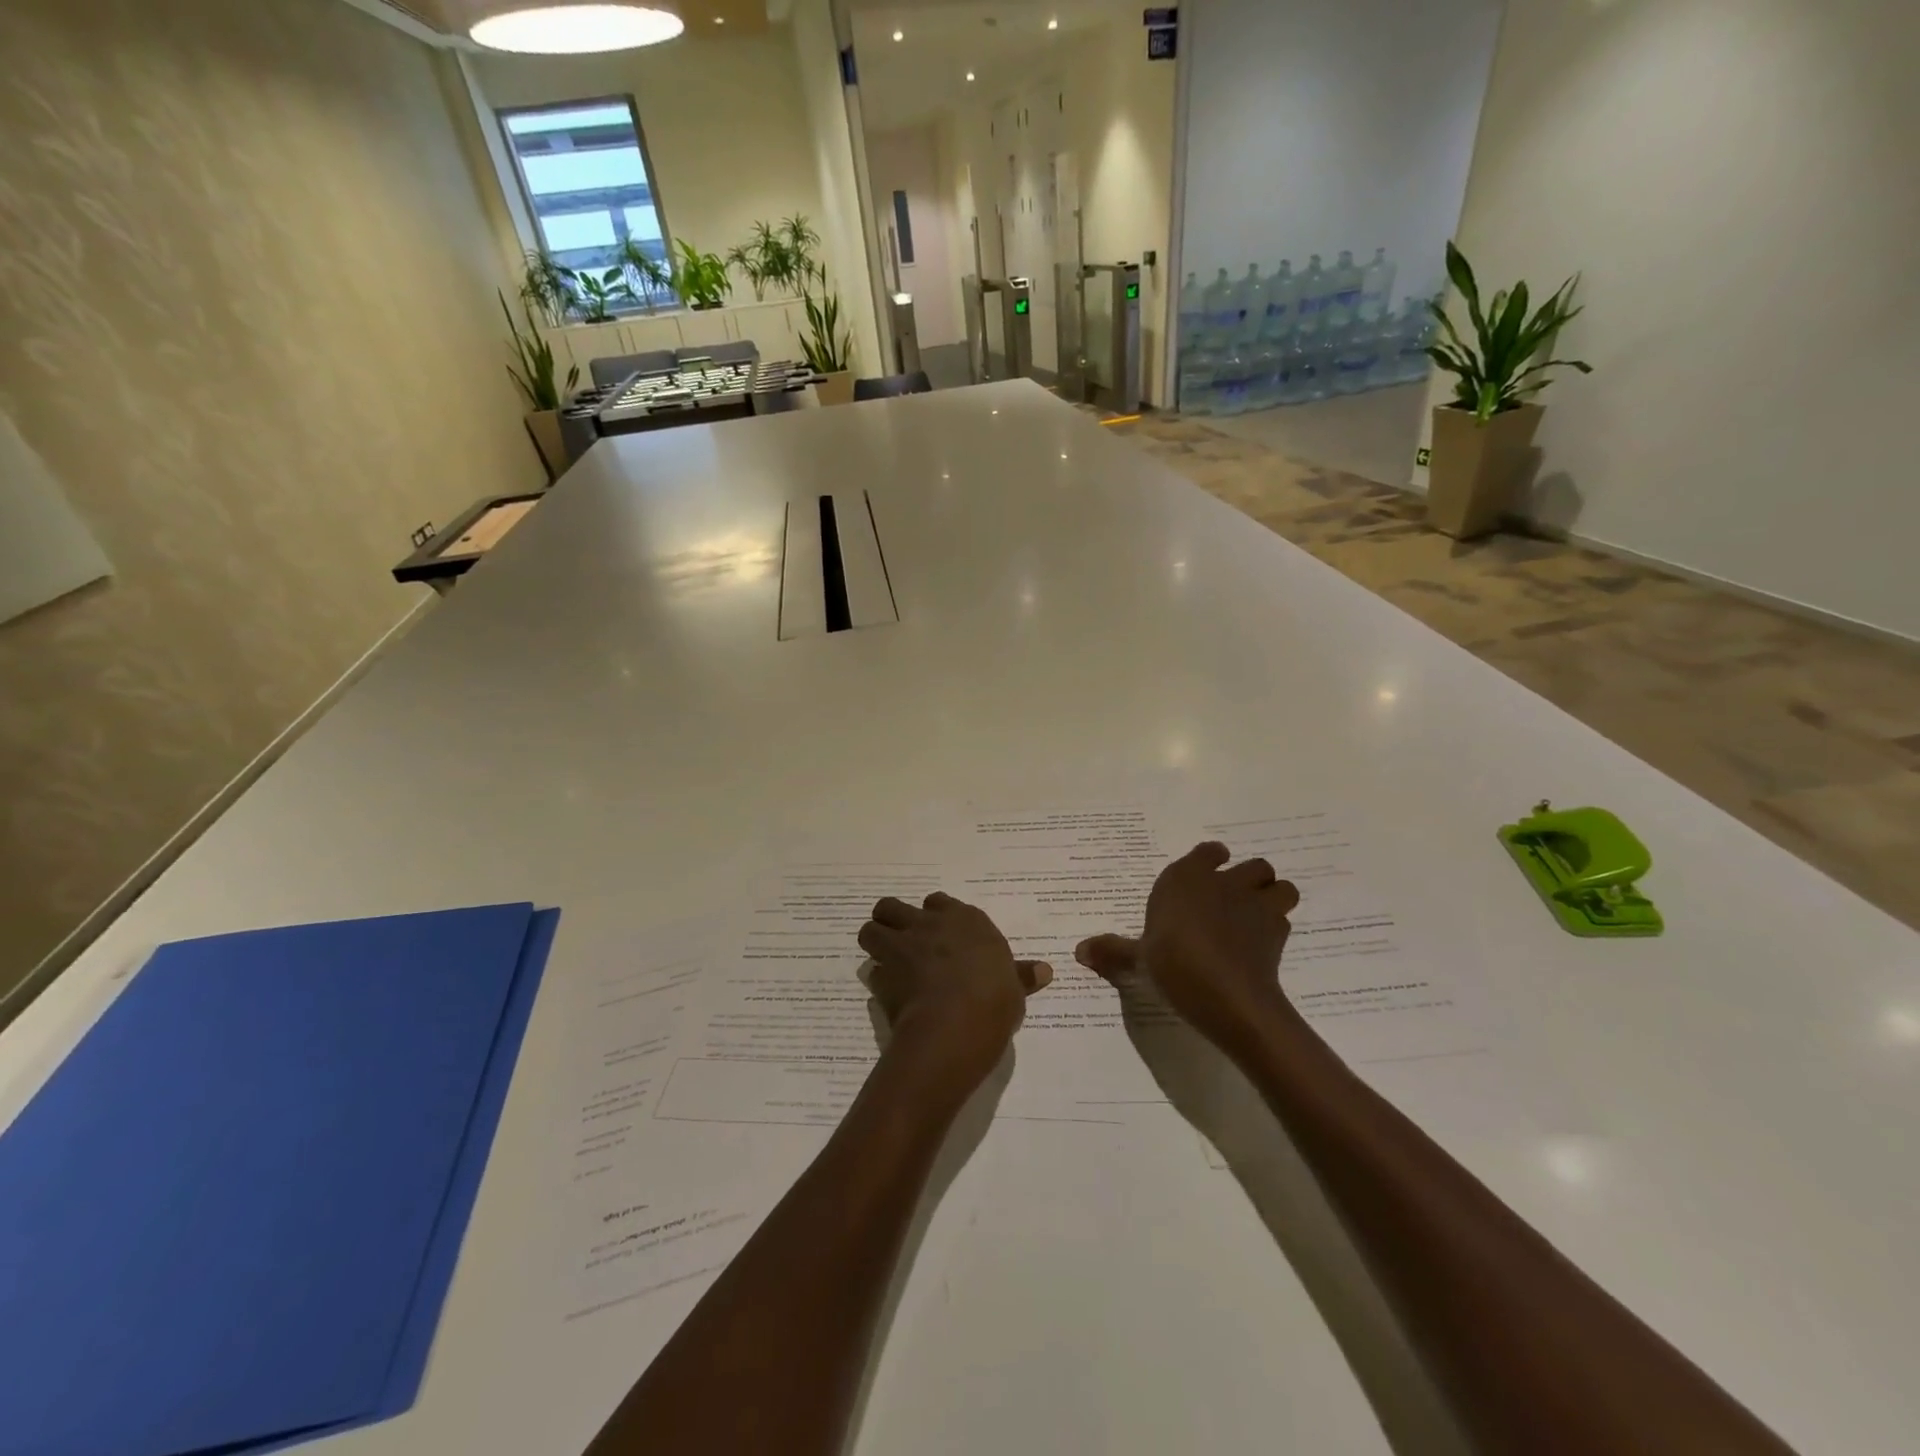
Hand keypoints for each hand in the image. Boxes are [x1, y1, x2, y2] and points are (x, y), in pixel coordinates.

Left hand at [857, 892, 1052, 1094]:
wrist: (956, 1024)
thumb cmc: (994, 999)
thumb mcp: (1014, 987)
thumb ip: (1021, 975)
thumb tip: (1045, 971)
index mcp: (963, 920)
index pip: (938, 901)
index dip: (934, 916)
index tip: (938, 932)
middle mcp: (927, 925)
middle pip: (892, 906)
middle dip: (892, 920)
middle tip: (902, 941)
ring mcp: (900, 947)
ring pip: (871, 929)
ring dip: (876, 943)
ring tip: (886, 961)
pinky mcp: (882, 976)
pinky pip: (873, 973)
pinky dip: (879, 982)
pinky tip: (890, 996)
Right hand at [1076, 842, 1299, 1050]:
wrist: (1226, 993)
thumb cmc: (1174, 962)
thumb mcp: (1137, 958)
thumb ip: (1112, 951)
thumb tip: (1078, 951)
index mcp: (1187, 878)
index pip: (1209, 852)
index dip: (1210, 860)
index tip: (1207, 872)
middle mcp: (1225, 883)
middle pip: (1253, 866)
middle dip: (1248, 879)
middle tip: (1233, 901)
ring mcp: (1256, 905)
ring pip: (1279, 886)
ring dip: (1272, 897)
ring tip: (1257, 917)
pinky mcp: (1278, 932)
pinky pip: (1284, 919)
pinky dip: (1276, 928)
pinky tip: (1261, 946)